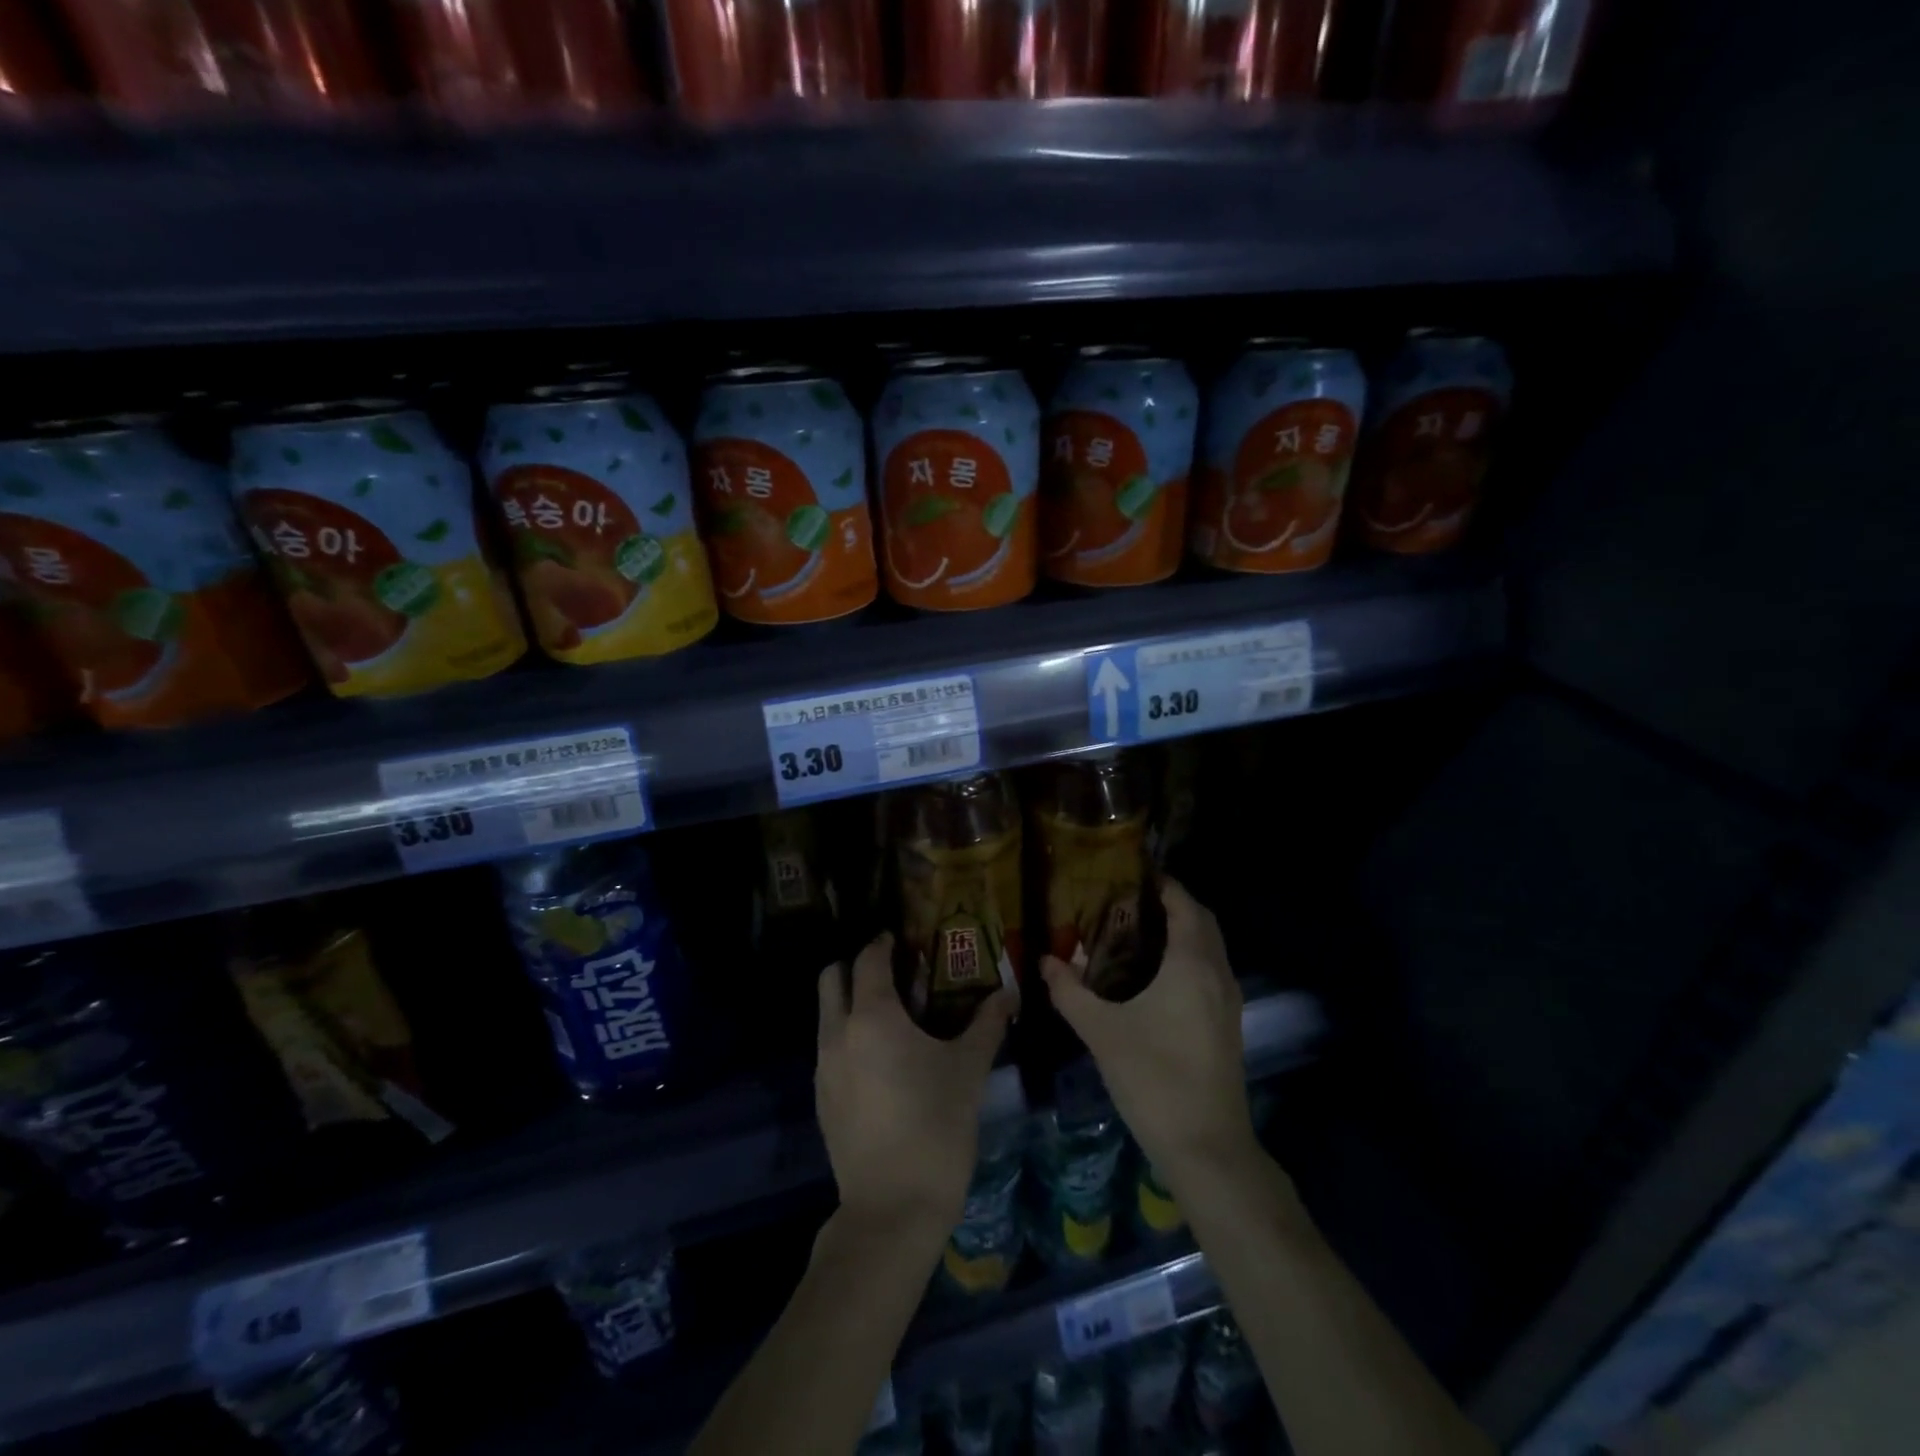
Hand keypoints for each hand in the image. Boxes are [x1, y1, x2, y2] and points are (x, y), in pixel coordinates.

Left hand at [816, 932, 1012, 1236]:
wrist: (893, 1210)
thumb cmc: (936, 1127)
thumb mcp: (969, 1070)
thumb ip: (987, 1024)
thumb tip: (1010, 993)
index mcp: (872, 1017)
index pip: (868, 960)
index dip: (883, 943)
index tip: (901, 940)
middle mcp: (838, 1033)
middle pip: (831, 978)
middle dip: (855, 966)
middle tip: (891, 973)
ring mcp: (823, 1068)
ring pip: (826, 1014)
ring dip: (849, 1002)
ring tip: (889, 1016)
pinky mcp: (821, 1098)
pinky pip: (828, 1048)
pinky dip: (847, 1036)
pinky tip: (879, 1059)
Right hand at [1041, 877, 1256, 1183]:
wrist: (1207, 1147)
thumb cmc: (1153, 1078)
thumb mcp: (1102, 1031)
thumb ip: (1070, 992)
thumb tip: (1045, 960)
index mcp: (1192, 965)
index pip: (1185, 905)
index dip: (1164, 884)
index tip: (1132, 873)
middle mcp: (1217, 974)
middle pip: (1203, 921)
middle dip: (1174, 904)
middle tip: (1130, 900)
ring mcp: (1228, 1002)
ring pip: (1210, 948)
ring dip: (1184, 931)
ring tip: (1138, 931)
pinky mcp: (1228, 1025)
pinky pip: (1211, 971)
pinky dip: (1189, 957)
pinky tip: (1155, 976)